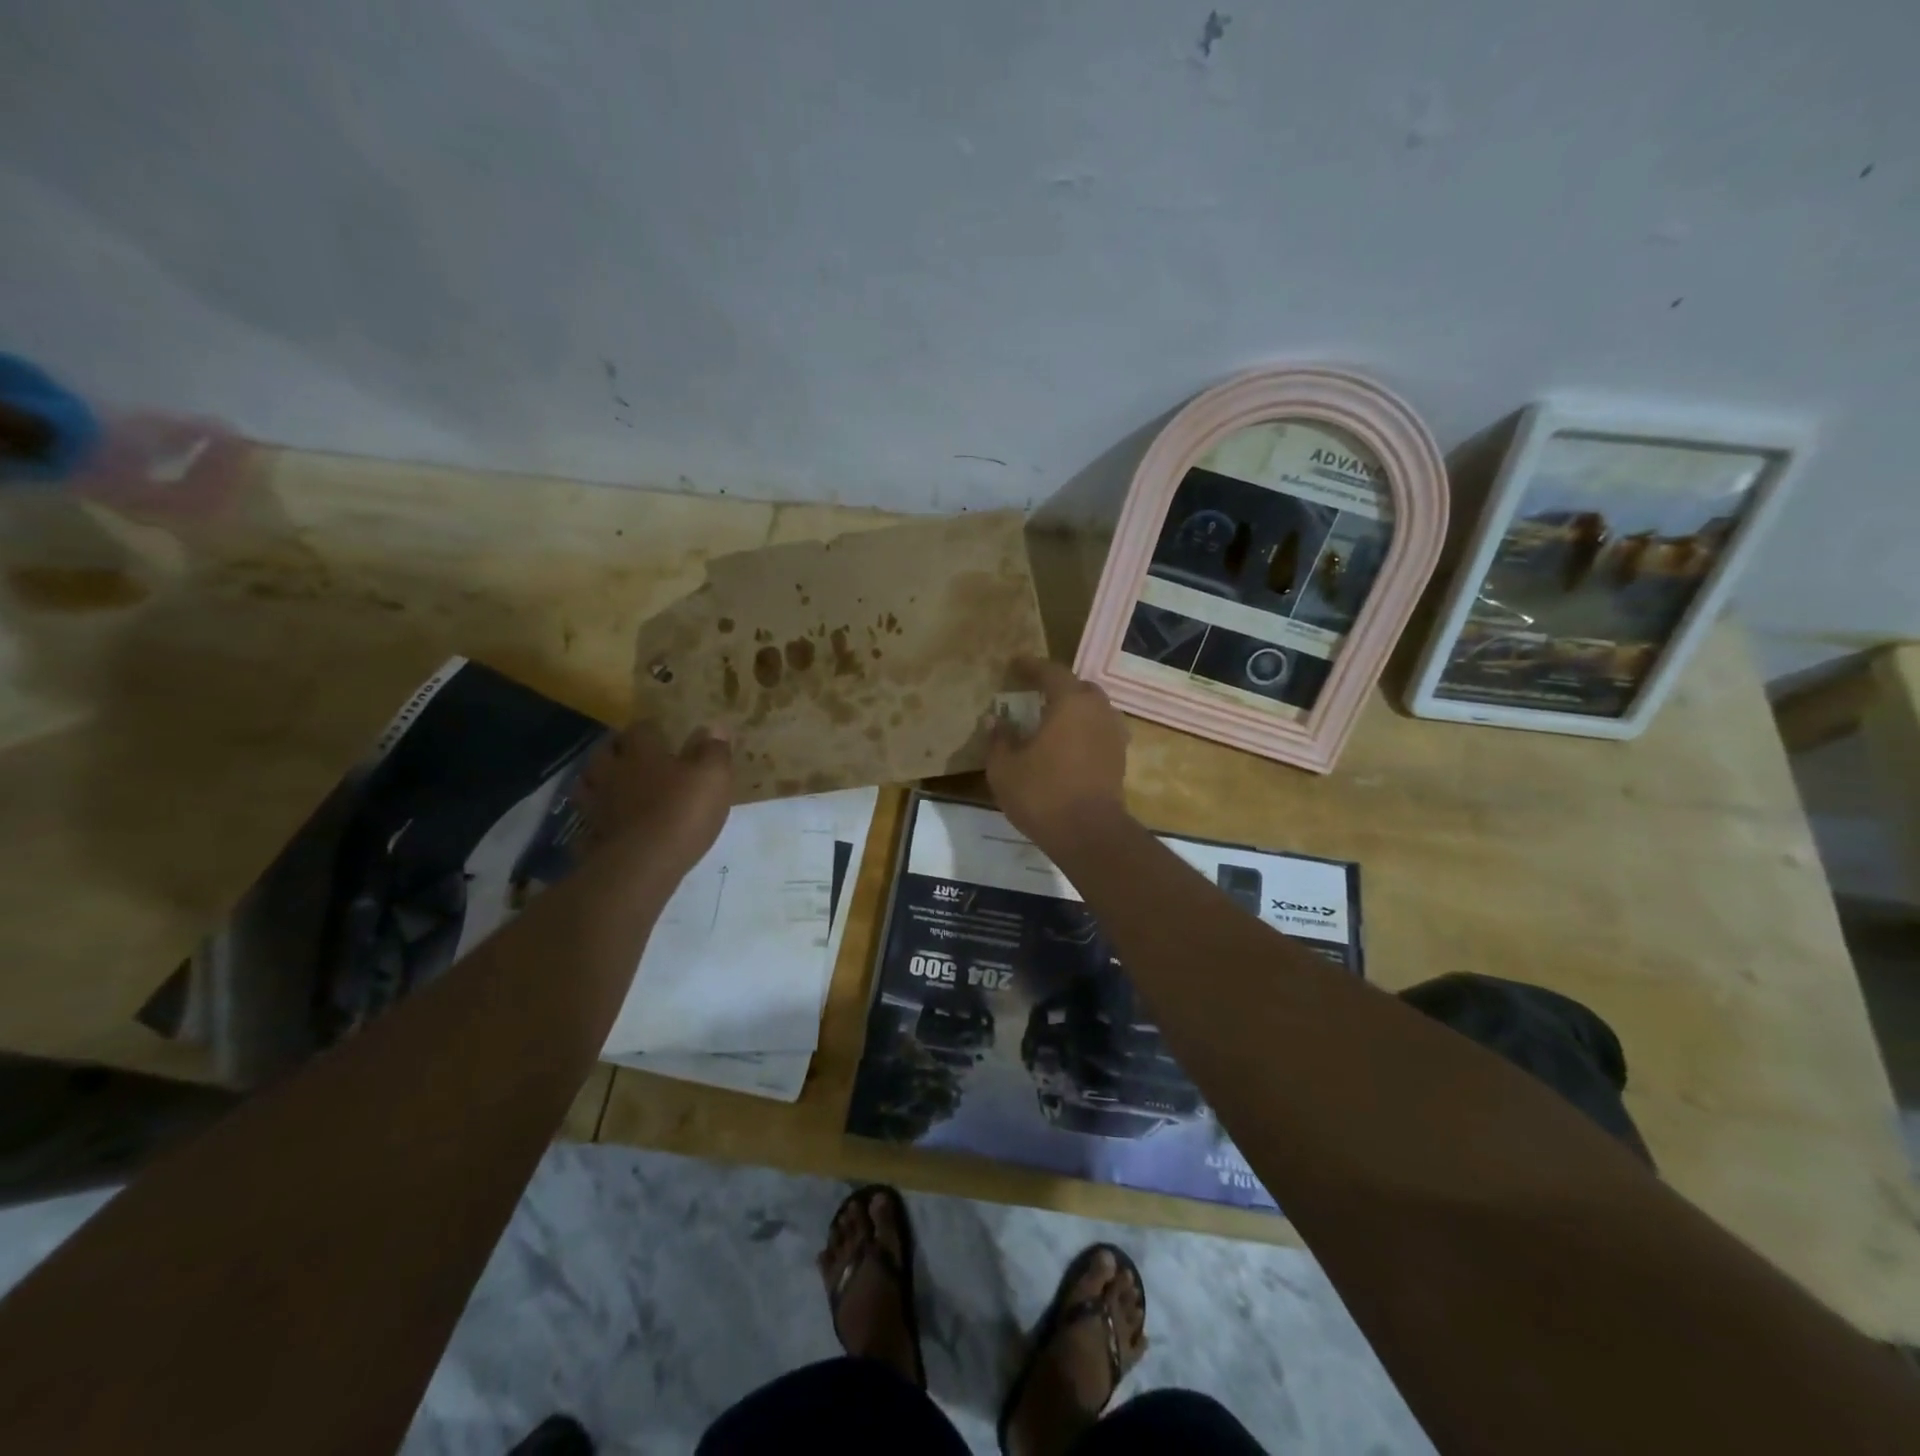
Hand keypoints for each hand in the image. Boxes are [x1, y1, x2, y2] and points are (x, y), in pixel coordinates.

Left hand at [573, 721, 732, 872]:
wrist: (643, 864)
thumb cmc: (682, 812)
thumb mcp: (713, 777)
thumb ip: (714, 751)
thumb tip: (714, 728)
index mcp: (642, 753)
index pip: (640, 729)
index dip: (651, 729)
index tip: (661, 733)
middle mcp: (613, 772)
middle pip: (605, 752)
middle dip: (617, 751)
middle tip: (632, 756)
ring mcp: (596, 804)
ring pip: (588, 783)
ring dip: (599, 780)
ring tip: (614, 786)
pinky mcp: (590, 835)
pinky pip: (586, 818)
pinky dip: (593, 817)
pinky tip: (606, 822)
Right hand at [986, 657, 1129, 848]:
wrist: (1089, 834)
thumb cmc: (1042, 793)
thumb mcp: (1005, 767)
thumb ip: (999, 739)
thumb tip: (995, 719)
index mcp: (1071, 702)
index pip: (1051, 672)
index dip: (1031, 666)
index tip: (1015, 664)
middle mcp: (1098, 711)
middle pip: (1079, 688)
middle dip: (1058, 688)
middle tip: (1035, 694)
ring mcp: (1114, 735)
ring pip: (1093, 711)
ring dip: (1074, 711)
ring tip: (1052, 722)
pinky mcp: (1119, 759)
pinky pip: (1099, 733)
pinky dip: (1083, 732)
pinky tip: (1067, 746)